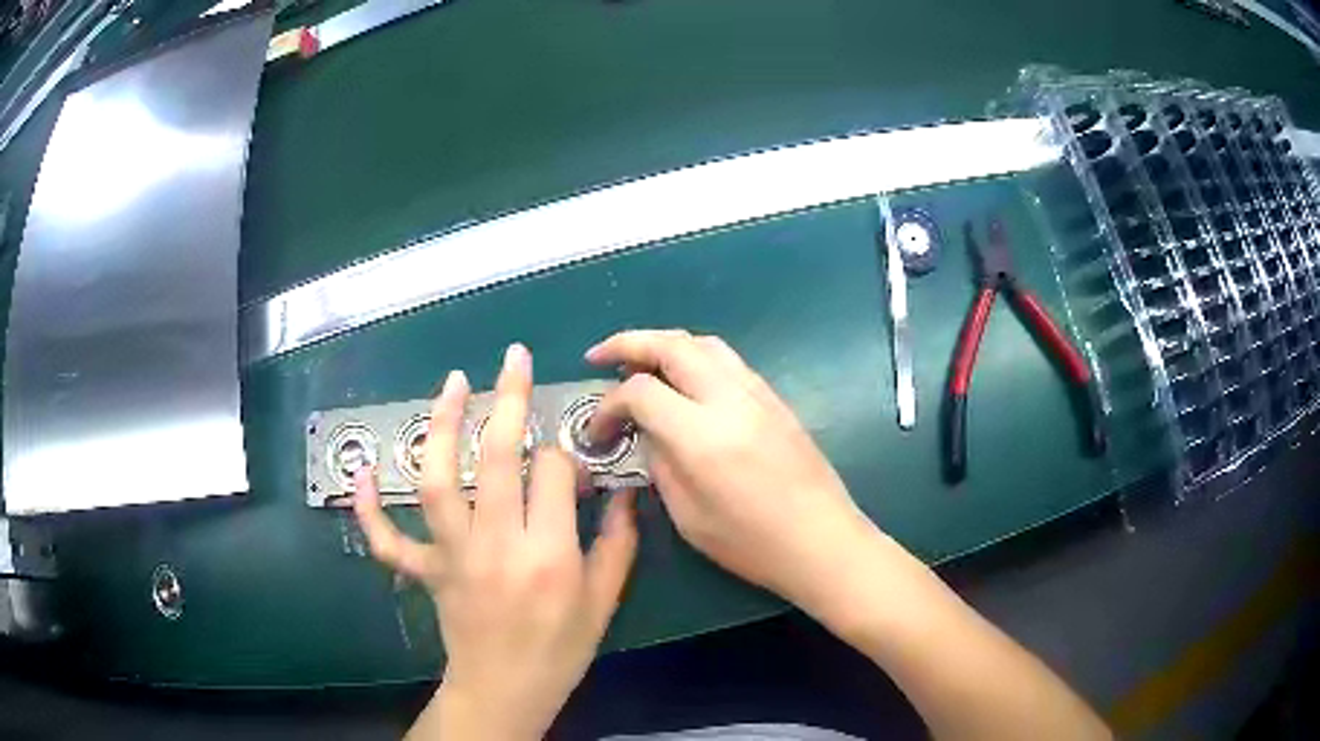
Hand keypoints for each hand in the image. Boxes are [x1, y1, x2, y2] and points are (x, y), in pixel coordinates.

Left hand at [354, 344, 638, 740]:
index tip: (571, 469)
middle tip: (514, 359)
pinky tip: (362, 471)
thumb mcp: (604, 603)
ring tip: (452, 383)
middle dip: (508, 399)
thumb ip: (618, 544)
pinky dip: (369, 506)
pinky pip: (388, 537)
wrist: (506, 691)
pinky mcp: (425, 570)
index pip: (553, 473)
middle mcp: (496, 544)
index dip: (565, 458)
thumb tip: (623, 494)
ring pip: (437, 478)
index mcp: (549, 555)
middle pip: (497, 457)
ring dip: (441, 425)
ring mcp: (452, 555)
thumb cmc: (560, 651)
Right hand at [584, 330, 872, 617]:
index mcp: (703, 436)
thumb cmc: (753, 544)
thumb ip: (660, 464)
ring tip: (638, 364)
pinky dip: (694, 357)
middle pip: (672, 344)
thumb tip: (647, 432)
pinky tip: (683, 382)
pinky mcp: (774, 399)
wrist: (823, 541)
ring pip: (703, 343)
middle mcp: (730, 399)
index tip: (597, 432)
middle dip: (627, 343)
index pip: (640, 391)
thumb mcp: (689, 517)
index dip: (607, 406)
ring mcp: (758, 393)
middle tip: (597, 357)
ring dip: (663, 344)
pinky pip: (727, 360)